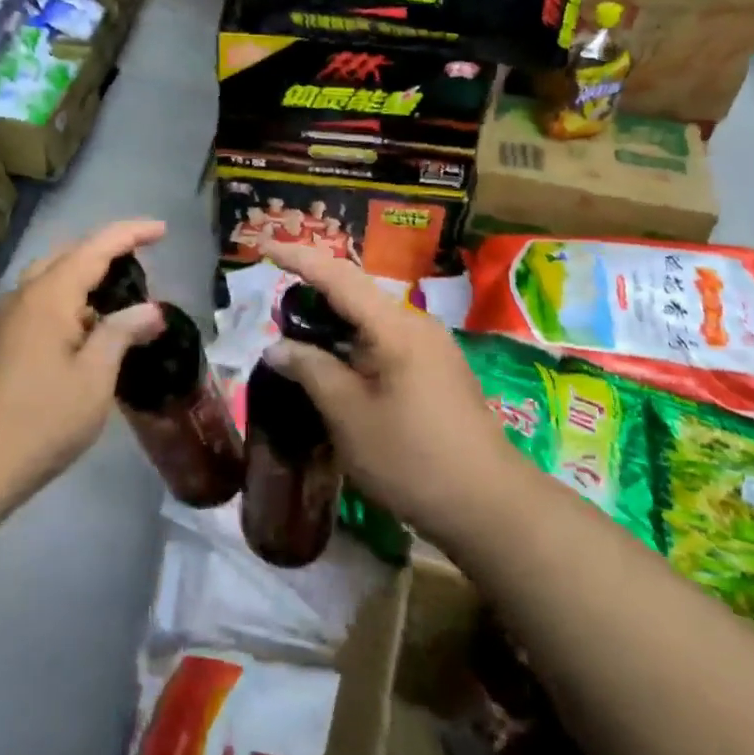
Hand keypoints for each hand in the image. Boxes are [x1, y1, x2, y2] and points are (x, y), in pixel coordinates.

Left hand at [0, 219, 166, 495]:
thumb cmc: (44, 418)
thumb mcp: (95, 377)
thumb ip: (122, 333)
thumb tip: (151, 310)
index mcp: (49, 296)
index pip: (96, 248)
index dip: (131, 234)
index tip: (161, 230)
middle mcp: (21, 295)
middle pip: (66, 256)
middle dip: (104, 252)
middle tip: (138, 266)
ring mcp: (0, 317)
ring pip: (46, 280)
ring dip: (80, 280)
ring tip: (111, 301)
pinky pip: (33, 305)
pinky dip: (61, 303)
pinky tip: (76, 334)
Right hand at [263, 243, 508, 549]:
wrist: (490, 507)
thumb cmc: (412, 459)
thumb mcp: (348, 415)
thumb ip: (311, 371)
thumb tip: (277, 347)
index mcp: (395, 326)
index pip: (338, 277)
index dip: (298, 258)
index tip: (263, 247)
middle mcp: (416, 324)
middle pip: (356, 292)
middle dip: (313, 291)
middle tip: (273, 306)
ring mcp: (431, 346)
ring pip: (370, 318)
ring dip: (333, 321)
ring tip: (296, 336)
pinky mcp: (437, 369)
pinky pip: (385, 340)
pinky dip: (353, 343)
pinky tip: (335, 365)